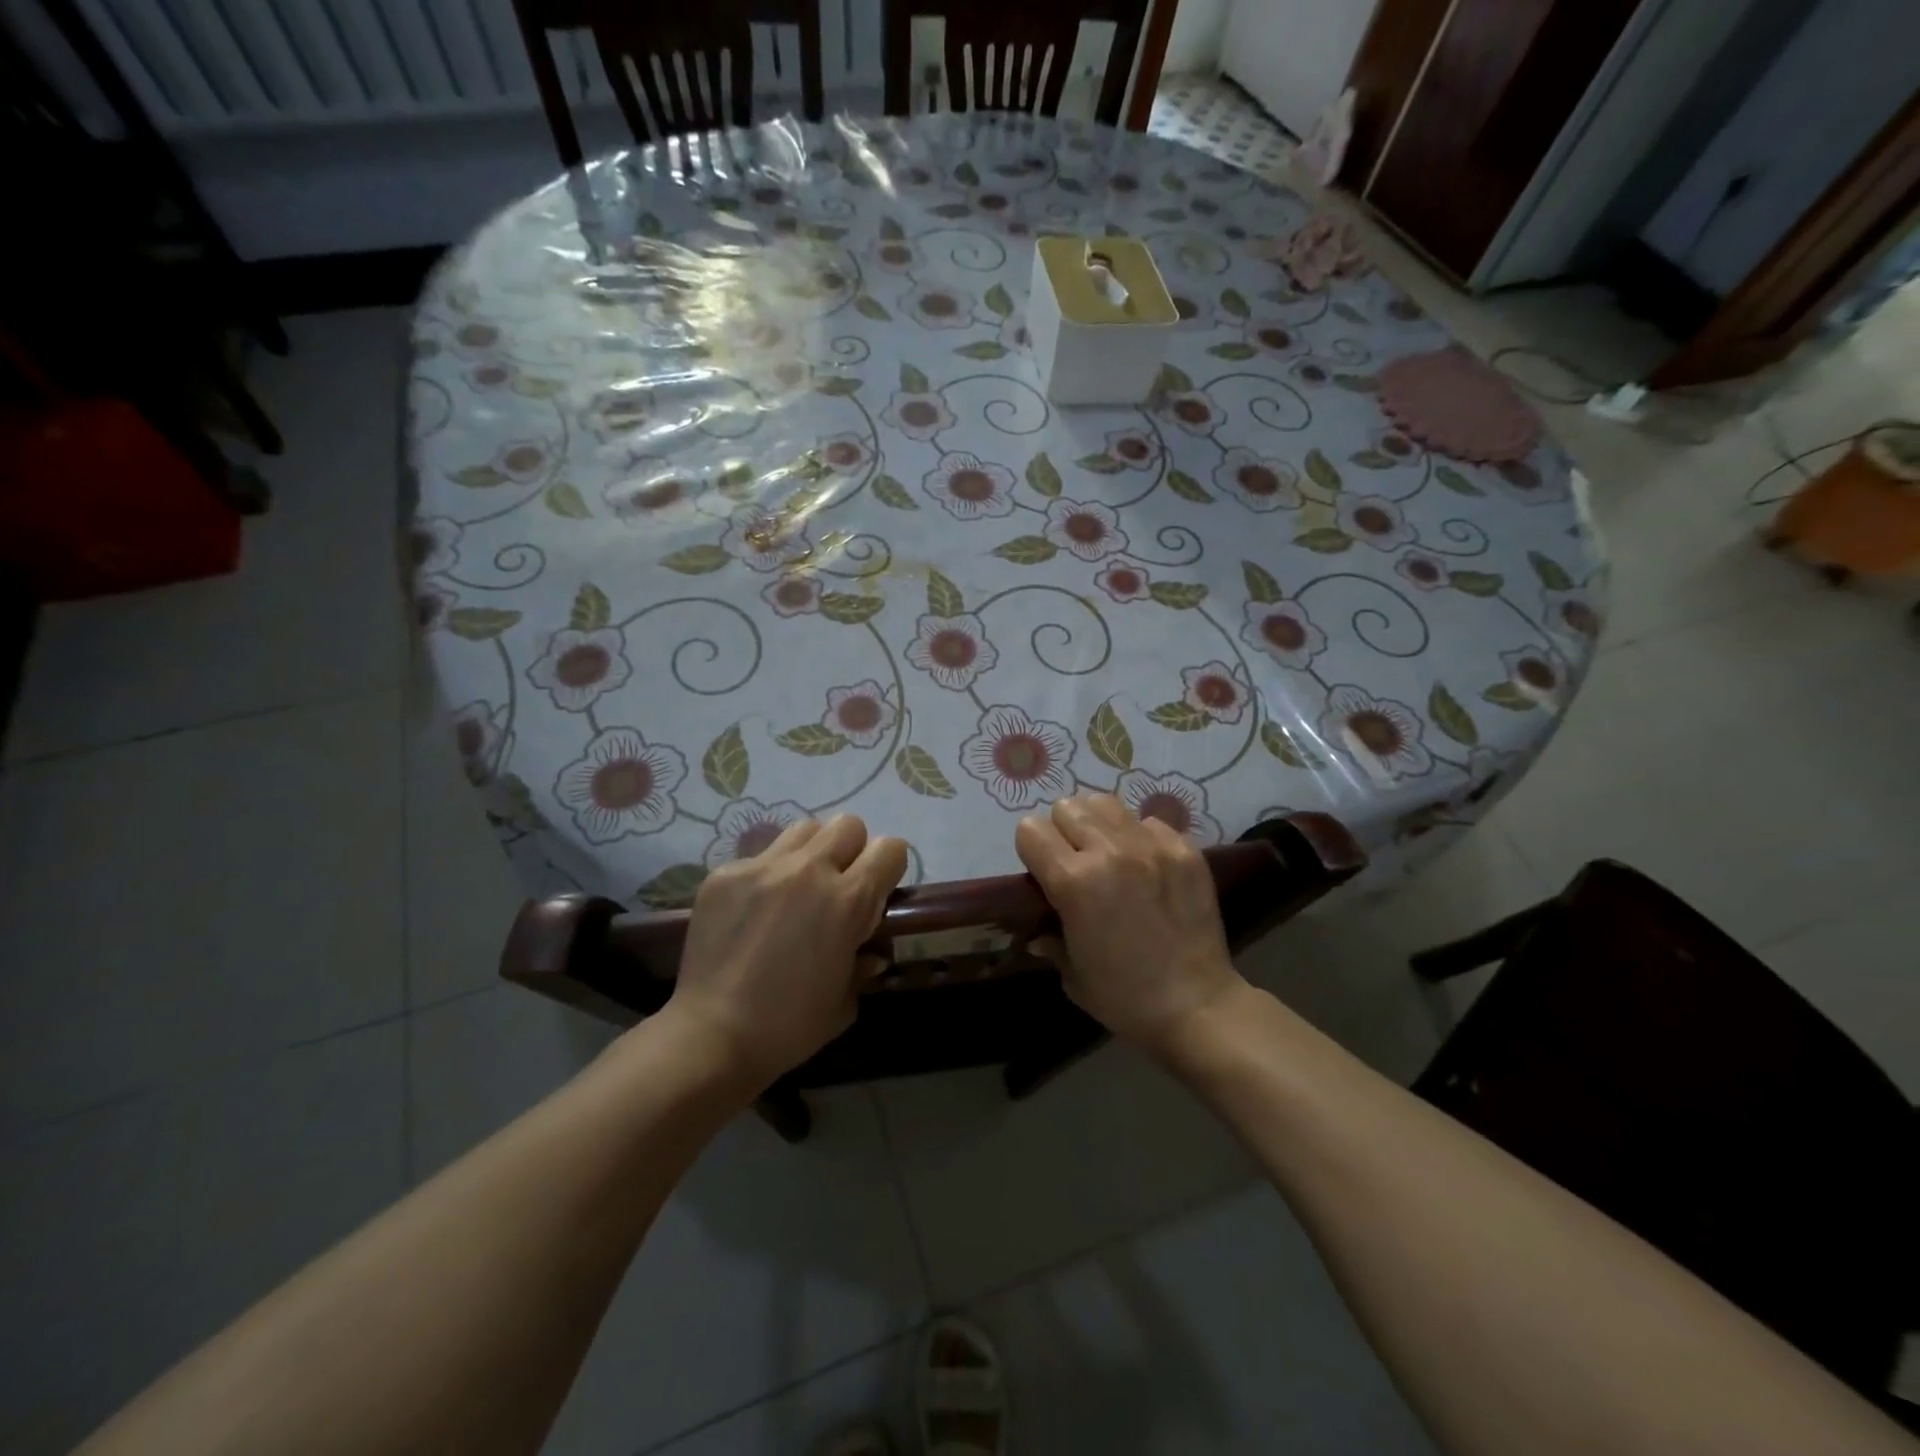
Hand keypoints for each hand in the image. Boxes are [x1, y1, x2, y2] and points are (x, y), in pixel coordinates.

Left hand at [668, 816, 907, 1086]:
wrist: (712, 1036)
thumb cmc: (790, 1026)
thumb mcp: (845, 1001)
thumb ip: (863, 964)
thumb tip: (869, 952)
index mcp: (848, 900)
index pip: (890, 848)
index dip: (889, 868)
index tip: (878, 891)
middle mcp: (809, 870)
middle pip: (848, 824)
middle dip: (852, 850)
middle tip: (839, 885)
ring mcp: (763, 867)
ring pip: (804, 829)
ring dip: (812, 852)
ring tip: (798, 887)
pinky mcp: (725, 873)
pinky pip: (759, 856)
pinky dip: (767, 875)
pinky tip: (754, 910)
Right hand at [1015, 794, 1245, 1057]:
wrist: (1197, 1007)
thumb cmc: (1124, 998)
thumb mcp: (1072, 973)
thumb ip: (1050, 939)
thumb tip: (1038, 931)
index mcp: (1073, 881)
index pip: (1031, 829)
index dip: (1032, 849)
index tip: (1042, 871)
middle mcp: (1109, 852)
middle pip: (1067, 807)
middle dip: (1063, 831)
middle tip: (1076, 861)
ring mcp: (1151, 846)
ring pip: (1106, 803)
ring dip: (1099, 825)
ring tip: (1109, 853)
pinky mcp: (1184, 849)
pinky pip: (1149, 822)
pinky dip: (1140, 837)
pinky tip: (1147, 866)